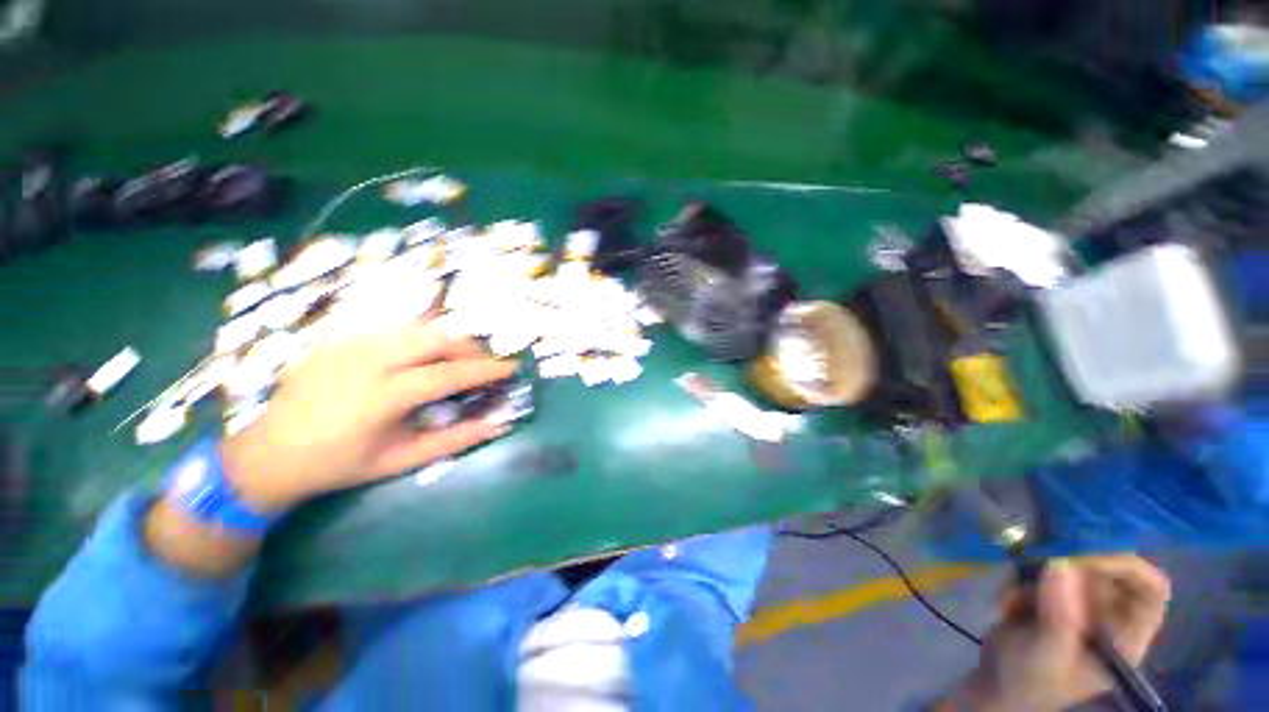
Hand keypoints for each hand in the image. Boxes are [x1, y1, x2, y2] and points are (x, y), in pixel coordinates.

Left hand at [220, 321, 516, 511]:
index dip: (486, 370)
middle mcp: (367, 361)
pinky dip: (417, 335)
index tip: (511, 368)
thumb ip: (453, 441)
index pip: (450, 373)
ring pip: (417, 326)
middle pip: (436, 338)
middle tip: (482, 364)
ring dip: (446, 339)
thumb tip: (498, 424)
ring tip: (455, 358)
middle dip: (469, 347)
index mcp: (383, 396)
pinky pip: (391, 325)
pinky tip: (420, 352)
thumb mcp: (400, 461)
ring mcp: (350, 344)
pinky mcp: (338, 337)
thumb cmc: (339, 464)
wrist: (270, 454)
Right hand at [955, 555, 1170, 711]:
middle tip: (1039, 564)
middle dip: (1074, 563)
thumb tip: (1061, 563)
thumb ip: (1059, 616)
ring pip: (1074, 565)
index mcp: (1126, 636)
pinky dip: (1024, 577)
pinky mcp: (1054, 595)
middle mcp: (1111, 615)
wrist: (995, 684)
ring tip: (1016, 595)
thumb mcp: (1046, 654)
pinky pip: (1045, 570)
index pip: (1150, 590)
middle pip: (1111, 569)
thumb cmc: (1029, 680)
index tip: (1086, 558)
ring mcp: (1082, 604)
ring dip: (1040, 572)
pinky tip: (1008, 599)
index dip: (1127, 567)